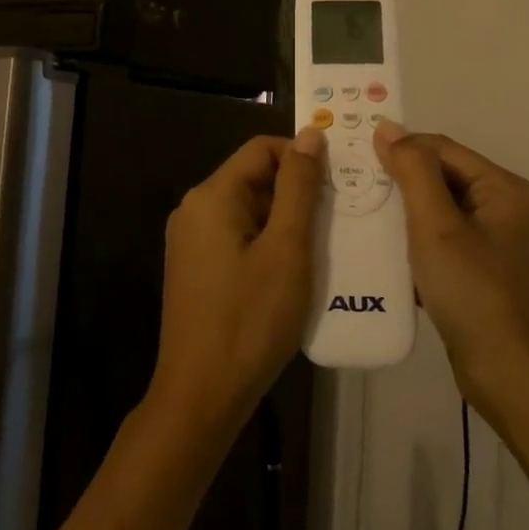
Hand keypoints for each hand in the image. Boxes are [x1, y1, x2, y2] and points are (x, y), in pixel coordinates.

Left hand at [147, 130, 325, 437]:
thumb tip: (310, 135)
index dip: (301, 157)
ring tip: (323, 244)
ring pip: (246, 209)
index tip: (339, 181)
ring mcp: (189, 240)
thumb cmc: (251, 319)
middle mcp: (193, 209)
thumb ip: (299, 188)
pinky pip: (235, 236)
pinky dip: (266, 241)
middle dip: (295, 191)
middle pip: (252, 178)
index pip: (261, 150)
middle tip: (338, 216)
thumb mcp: (287, 249)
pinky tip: (292, 270)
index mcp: (211, 196)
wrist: (201, 394)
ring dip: (284, 220)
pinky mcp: (195, 267)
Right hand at [374, 122, 528, 413]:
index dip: (400, 147)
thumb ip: (413, 172)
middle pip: (443, 178)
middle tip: (352, 188)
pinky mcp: (486, 271)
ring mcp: (498, 242)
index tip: (354, 157)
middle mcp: (507, 207)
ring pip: (441, 211)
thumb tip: (388, 126)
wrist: (511, 377)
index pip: (442, 148)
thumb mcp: (436, 227)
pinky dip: (417, 242)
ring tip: (362, 216)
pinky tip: (385, 253)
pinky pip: (445, 241)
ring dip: (404, 213)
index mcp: (504, 188)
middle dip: (400, 182)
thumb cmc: (474, 294)